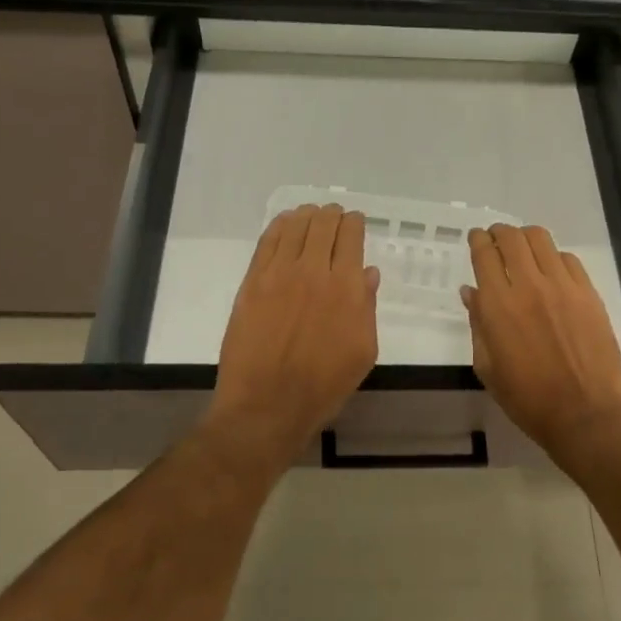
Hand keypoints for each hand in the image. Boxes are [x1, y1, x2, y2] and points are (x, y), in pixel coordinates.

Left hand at [208, 204, 379, 465]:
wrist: (267, 405)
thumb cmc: (323, 386)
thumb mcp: (363, 351)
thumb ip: (367, 307)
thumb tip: (368, 274)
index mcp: (346, 287)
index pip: (351, 236)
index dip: (355, 223)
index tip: (355, 223)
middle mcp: (313, 271)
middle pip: (323, 224)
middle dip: (332, 215)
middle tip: (334, 217)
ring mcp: (279, 274)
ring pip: (295, 226)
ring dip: (307, 215)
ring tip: (311, 215)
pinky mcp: (252, 282)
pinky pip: (267, 241)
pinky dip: (279, 226)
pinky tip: (285, 224)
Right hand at [460, 224, 620, 451]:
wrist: (586, 414)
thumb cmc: (528, 398)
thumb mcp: (488, 367)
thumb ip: (477, 324)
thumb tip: (470, 292)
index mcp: (498, 306)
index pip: (484, 254)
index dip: (478, 240)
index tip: (476, 238)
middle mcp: (529, 286)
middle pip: (511, 238)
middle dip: (499, 232)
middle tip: (496, 238)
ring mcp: (562, 286)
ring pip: (541, 239)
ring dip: (525, 237)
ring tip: (523, 248)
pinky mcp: (588, 293)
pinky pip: (568, 259)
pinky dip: (553, 257)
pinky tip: (551, 270)